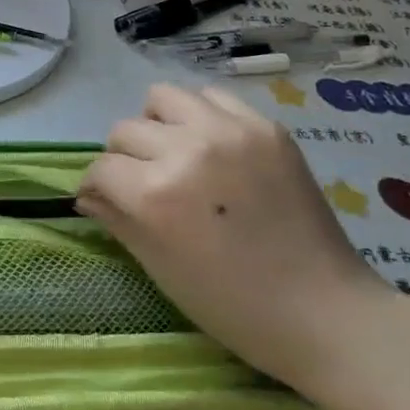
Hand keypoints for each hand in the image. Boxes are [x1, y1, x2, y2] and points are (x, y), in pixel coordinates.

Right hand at [78, 83, 389, 394]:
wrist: (322, 311)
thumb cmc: (232, 305)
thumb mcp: (160, 267)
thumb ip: (117, 220)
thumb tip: (87, 196)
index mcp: (155, 194)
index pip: (102, 168)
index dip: (95, 186)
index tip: (103, 197)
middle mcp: (186, 150)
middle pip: (126, 129)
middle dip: (123, 157)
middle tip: (142, 181)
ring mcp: (229, 132)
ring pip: (163, 97)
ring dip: (158, 123)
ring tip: (175, 151)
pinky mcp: (265, 126)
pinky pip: (213, 98)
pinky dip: (201, 116)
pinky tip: (212, 145)